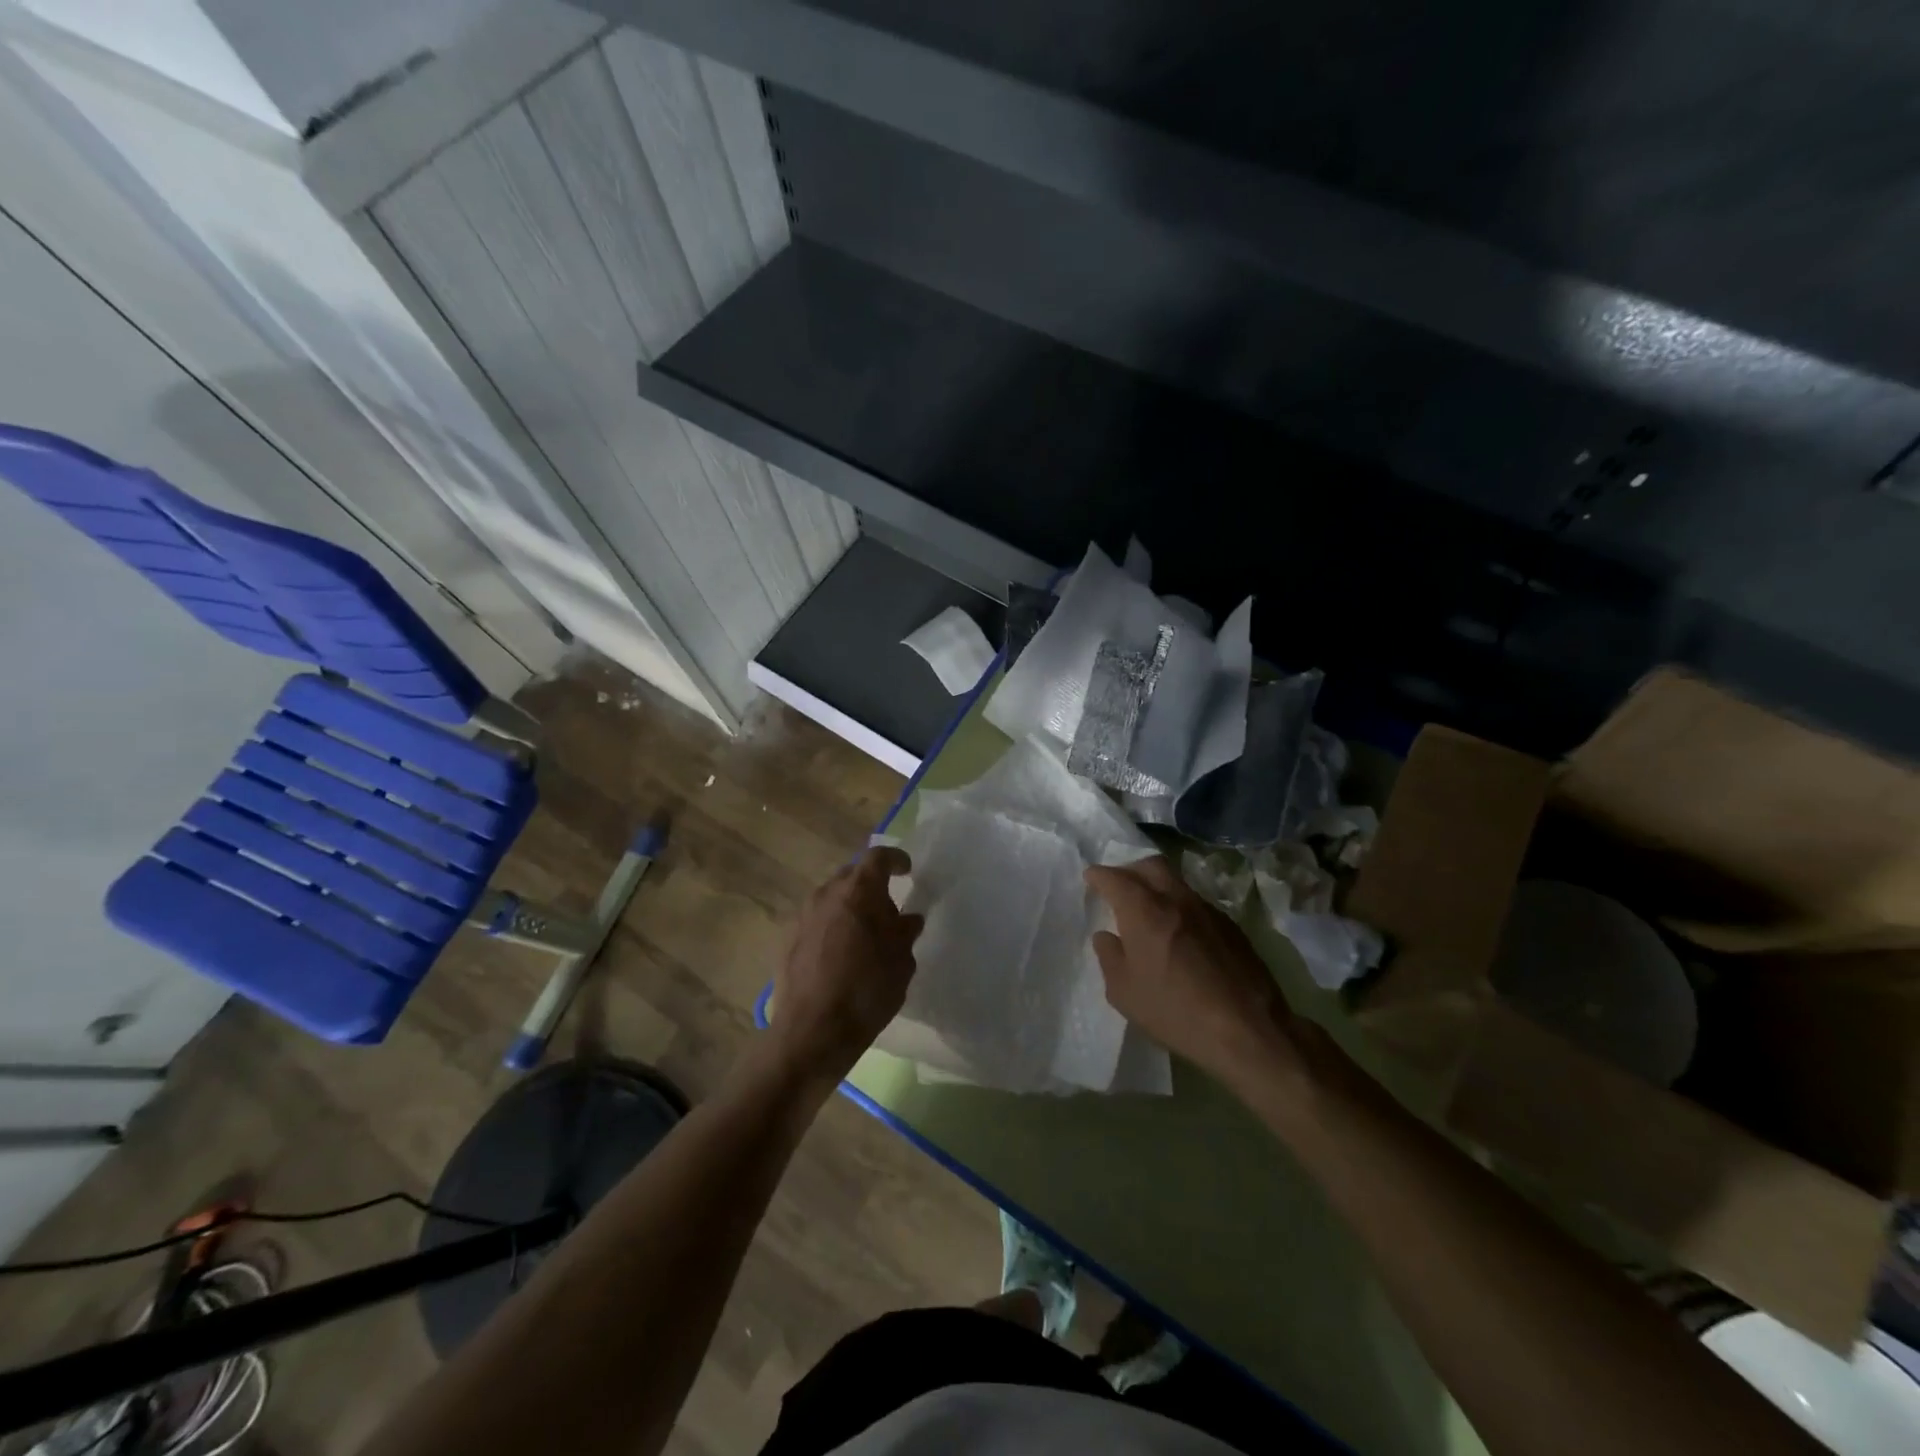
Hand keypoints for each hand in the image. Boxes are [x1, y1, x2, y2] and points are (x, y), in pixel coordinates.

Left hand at [770, 846, 922, 1084]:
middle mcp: (827, 893)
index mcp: (859, 891)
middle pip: (852, 876)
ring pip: (831, 898)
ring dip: (849, 907)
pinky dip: (831, 926)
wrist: (812, 1031)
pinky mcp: (787, 939)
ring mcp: (802, 915)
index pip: (878, 857)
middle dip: (871, 886)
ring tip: (863, 934)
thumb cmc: (867, 991)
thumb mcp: (901, 962)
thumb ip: (905, 933)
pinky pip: (816, 920)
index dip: (895, 859)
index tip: (907, 871)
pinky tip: (840, 954)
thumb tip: (906, 919)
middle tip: (887, 910)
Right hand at [1085, 857, 1318, 1094]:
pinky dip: (1179, 908)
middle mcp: (1176, 899)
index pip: (1115, 878)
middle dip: (1130, 869)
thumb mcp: (1124, 992)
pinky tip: (1179, 935)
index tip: (1090, 878)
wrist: (1248, 1029)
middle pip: (1151, 865)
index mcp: (1144, 910)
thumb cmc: (1175, 1011)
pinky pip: (1196, 904)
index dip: (1099, 876)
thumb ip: (1110, 957)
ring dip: (1157, 887)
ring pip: (1176, 882)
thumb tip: (1107, 936)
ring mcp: (1207, 910)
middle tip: (1119, 887)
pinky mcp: (1231, 926)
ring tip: (1149, 911)